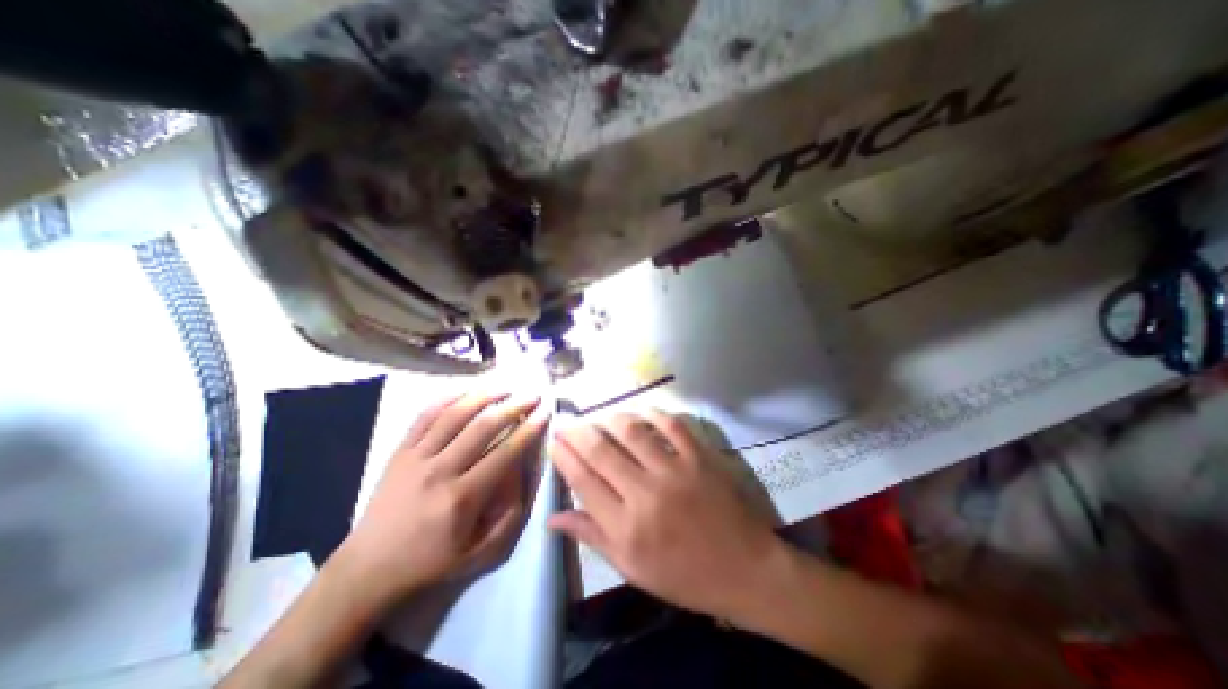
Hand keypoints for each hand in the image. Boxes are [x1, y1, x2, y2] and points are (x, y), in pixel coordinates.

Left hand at [334, 390, 545, 606]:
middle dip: (513, 407)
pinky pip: (424, 417)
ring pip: (454, 415)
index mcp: (462, 498)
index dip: (528, 431)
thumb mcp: (479, 555)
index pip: (504, 454)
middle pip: (482, 428)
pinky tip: (465, 392)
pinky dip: (446, 400)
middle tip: (532, 396)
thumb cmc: (429, 563)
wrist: (367, 569)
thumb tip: (524, 479)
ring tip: (504, 387)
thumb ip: (510, 519)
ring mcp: (416, 458)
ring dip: (483, 397)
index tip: (544, 414)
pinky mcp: (400, 452)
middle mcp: (440, 471)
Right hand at [550, 409, 780, 618]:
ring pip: (632, 431)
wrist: (745, 569)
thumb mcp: (632, 568)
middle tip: (567, 421)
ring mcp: (675, 471)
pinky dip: (652, 414)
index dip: (564, 457)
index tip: (554, 442)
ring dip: (610, 419)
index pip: (583, 481)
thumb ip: (592, 537)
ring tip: (599, 417)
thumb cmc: (685, 575)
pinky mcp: (700, 457)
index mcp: (626, 528)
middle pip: (602, 451)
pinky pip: (671, 426)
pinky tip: (640, 413)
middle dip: (578, 432)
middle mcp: (646, 494)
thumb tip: (553, 517)